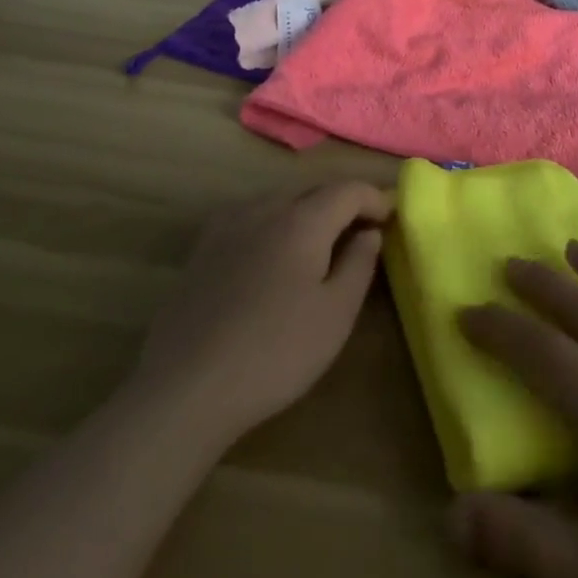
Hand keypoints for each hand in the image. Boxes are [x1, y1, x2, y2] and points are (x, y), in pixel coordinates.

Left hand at [132, 181, 392, 448]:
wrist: (185, 387)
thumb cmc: (274, 353)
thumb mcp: (334, 316)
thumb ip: (359, 265)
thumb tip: (370, 231)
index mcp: (302, 219)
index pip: (348, 190)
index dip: (375, 198)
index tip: (393, 216)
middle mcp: (266, 207)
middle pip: (314, 191)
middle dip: (343, 204)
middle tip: (364, 230)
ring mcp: (229, 223)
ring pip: (281, 202)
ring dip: (308, 213)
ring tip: (322, 244)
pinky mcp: (204, 247)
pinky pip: (251, 218)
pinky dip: (275, 225)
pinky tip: (272, 255)